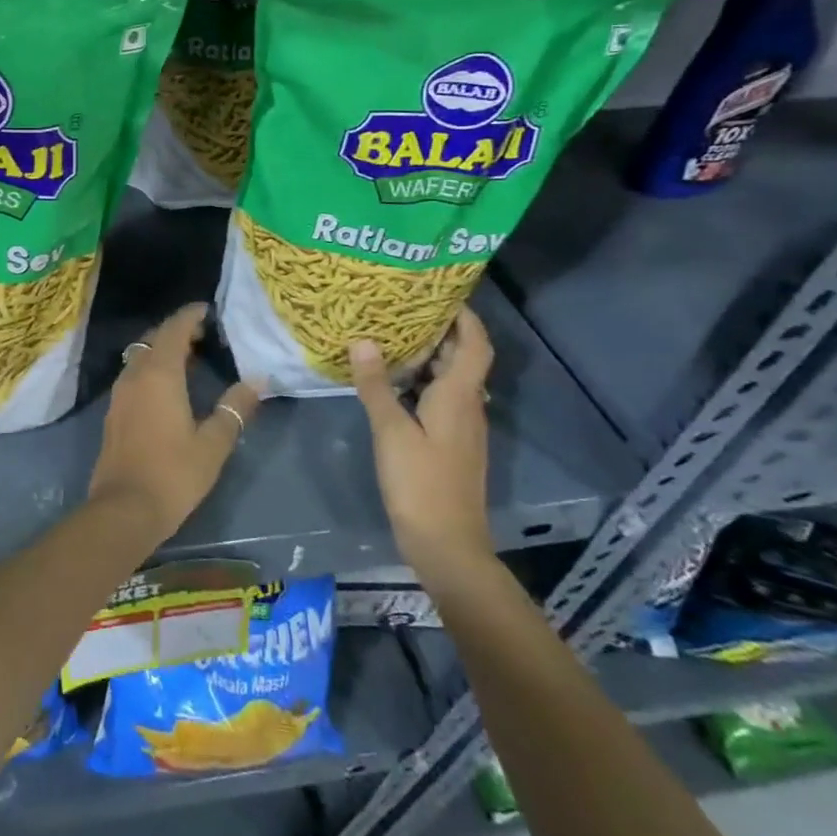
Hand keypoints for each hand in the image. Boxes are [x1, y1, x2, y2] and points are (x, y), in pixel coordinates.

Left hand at [89, 303, 261, 544]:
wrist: (124, 509)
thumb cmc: (173, 474)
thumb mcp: (213, 443)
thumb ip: (234, 409)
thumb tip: (257, 381)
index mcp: (159, 374)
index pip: (174, 330)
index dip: (190, 315)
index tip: (207, 309)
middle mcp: (135, 375)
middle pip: (154, 339)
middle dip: (177, 331)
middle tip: (204, 334)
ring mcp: (120, 393)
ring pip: (140, 356)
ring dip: (162, 350)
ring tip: (191, 358)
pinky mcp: (114, 412)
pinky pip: (134, 375)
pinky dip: (152, 369)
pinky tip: (169, 387)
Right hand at [350, 306, 495, 574]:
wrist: (447, 544)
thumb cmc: (421, 483)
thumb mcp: (391, 431)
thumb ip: (376, 385)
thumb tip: (363, 339)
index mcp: (459, 396)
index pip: (474, 343)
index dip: (464, 315)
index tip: (439, 291)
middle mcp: (467, 405)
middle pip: (462, 357)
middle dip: (438, 329)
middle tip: (401, 306)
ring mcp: (460, 426)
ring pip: (448, 378)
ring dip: (427, 355)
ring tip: (390, 334)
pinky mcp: (449, 443)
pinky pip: (439, 398)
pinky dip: (420, 381)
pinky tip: (390, 381)